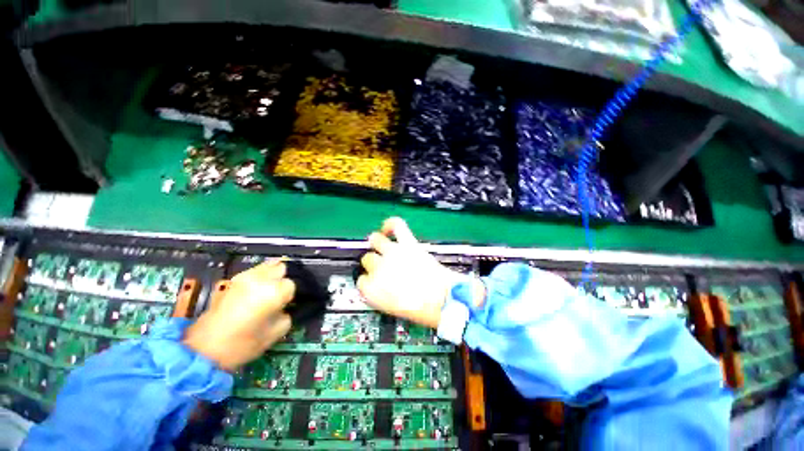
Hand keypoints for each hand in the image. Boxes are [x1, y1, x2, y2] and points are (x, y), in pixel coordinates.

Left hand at [183, 260, 294, 371]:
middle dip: (283, 278)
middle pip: (281, 267)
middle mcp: (261, 278)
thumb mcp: (276, 332)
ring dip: (272, 276)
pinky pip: (255, 271)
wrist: (203, 349)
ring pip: (269, 265)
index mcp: (273, 291)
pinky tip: (256, 291)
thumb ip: (287, 314)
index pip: (291, 284)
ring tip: (268, 291)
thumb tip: (286, 306)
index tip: (285, 306)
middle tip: (280, 294)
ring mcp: (245, 276)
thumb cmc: (243, 344)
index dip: (289, 296)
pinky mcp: (233, 279)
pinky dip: (261, 276)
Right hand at [357, 217, 468, 327]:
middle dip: (374, 262)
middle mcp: (379, 269)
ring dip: (376, 242)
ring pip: (375, 240)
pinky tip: (389, 227)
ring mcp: (393, 254)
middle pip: (368, 259)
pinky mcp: (408, 243)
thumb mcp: (394, 310)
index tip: (374, 280)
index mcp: (373, 291)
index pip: (361, 281)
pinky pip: (396, 225)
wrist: (445, 301)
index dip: (369, 280)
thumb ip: (382, 296)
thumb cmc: (422, 310)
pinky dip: (391, 224)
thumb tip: (382, 288)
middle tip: (384, 265)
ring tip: (380, 243)